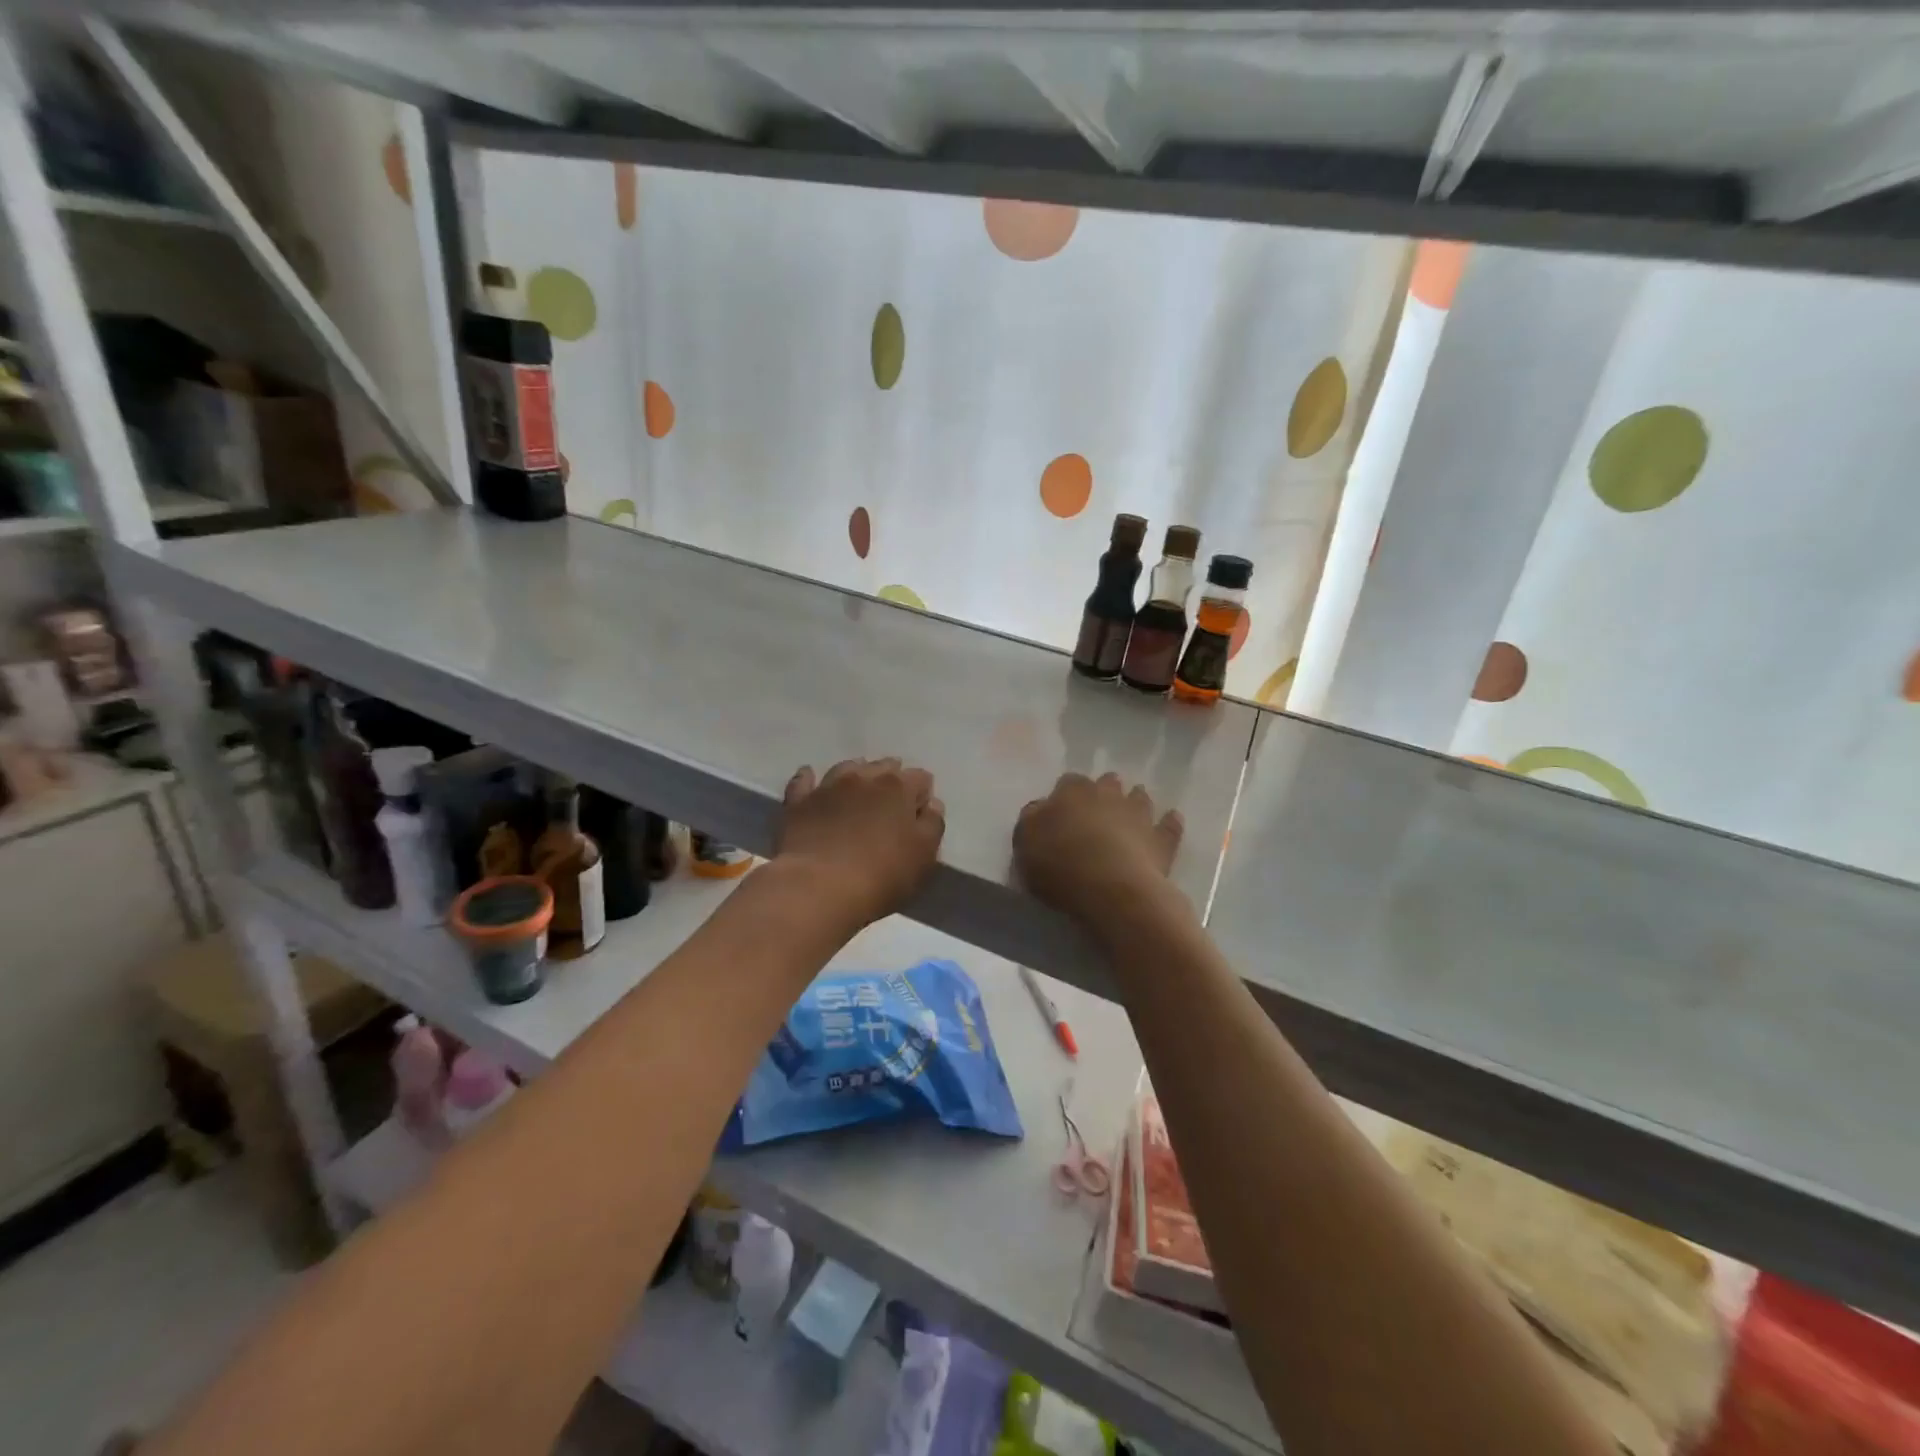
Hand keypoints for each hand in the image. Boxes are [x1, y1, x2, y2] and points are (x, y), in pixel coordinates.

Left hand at [775, 758, 945, 925]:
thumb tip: (931, 804)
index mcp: (899, 787)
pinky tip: (811, 780)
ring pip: (847, 768)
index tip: (919, 815)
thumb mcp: (924, 856)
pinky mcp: (799, 801)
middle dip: (891, 780)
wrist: (818, 887)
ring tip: (858, 790)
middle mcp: (864, 777)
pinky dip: (810, 779)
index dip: (923, 795)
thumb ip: (932, 825)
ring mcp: (828, 786)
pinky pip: (804, 780)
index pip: (921, 778)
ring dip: (857, 775)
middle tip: (891, 805)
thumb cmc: (881, 875)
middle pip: (884, 766)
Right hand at [1014, 772, 1182, 927]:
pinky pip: (1170, 824)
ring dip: (1135, 801)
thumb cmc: (1060, 865)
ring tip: (1131, 813)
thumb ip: (1031, 820)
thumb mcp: (1025, 842)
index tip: (1061, 811)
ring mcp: (1139, 814)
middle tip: (1097, 810)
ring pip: (1139, 797)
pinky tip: (1170, 821)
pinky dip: (1169, 822)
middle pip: (1107, 783)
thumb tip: (1040, 808)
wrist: (1112, 889)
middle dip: (1103, 792)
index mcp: (1071, 792)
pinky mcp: (1162, 839)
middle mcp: (1107, 795)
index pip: (1068, 782)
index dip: (1065, 795)